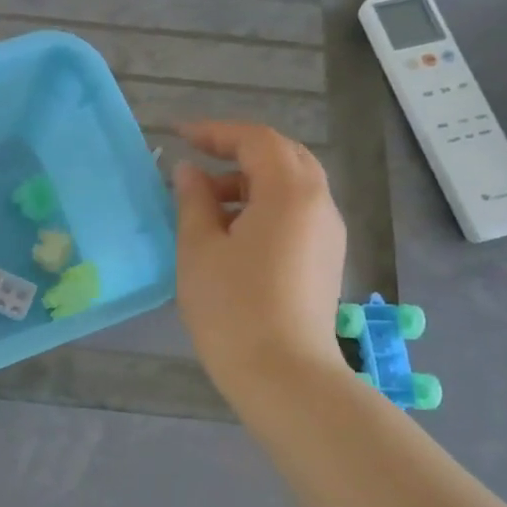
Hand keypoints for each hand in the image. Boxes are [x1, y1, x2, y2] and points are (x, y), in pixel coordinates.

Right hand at [172, 121, 348, 401]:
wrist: (283, 374)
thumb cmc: (232, 307)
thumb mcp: (199, 249)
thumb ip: (193, 201)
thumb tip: (190, 172)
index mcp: (290, 191)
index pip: (256, 140)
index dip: (215, 132)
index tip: (178, 135)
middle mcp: (319, 203)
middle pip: (282, 157)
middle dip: (237, 153)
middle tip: (197, 165)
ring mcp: (329, 233)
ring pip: (292, 186)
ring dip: (251, 183)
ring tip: (207, 205)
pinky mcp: (326, 259)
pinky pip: (298, 213)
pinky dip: (265, 207)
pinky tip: (234, 235)